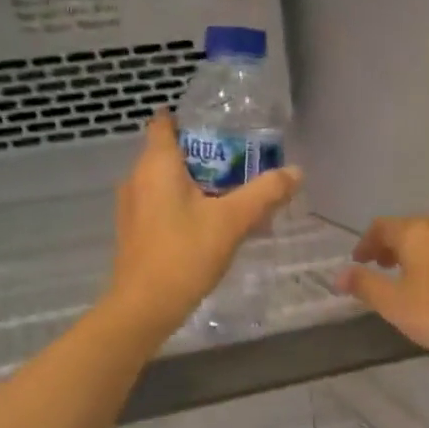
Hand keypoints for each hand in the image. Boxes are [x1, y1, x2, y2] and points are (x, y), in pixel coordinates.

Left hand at [104, 114, 301, 342]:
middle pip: (170, 153)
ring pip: (166, 183)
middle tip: (240, 164)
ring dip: (196, 184)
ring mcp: (132, 208)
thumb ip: (265, 193)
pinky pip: (161, 206)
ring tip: (232, 196)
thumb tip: (295, 172)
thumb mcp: (232, 221)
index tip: (220, 127)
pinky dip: (184, 207)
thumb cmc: (184, 254)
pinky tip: (210, 226)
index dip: (189, 119)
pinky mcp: (134, 232)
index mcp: (156, 164)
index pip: (164, 123)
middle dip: (204, 156)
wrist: (144, 308)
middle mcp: (137, 179)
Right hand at [337, 216, 428, 360]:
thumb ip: (363, 284)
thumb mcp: (390, 301)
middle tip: (375, 267)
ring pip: (426, 239)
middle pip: (405, 229)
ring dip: (408, 253)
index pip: (381, 226)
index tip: (356, 263)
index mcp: (415, 231)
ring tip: (399, 277)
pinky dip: (427, 260)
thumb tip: (339, 275)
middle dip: (386, 246)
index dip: (365, 243)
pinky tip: (426, 285)